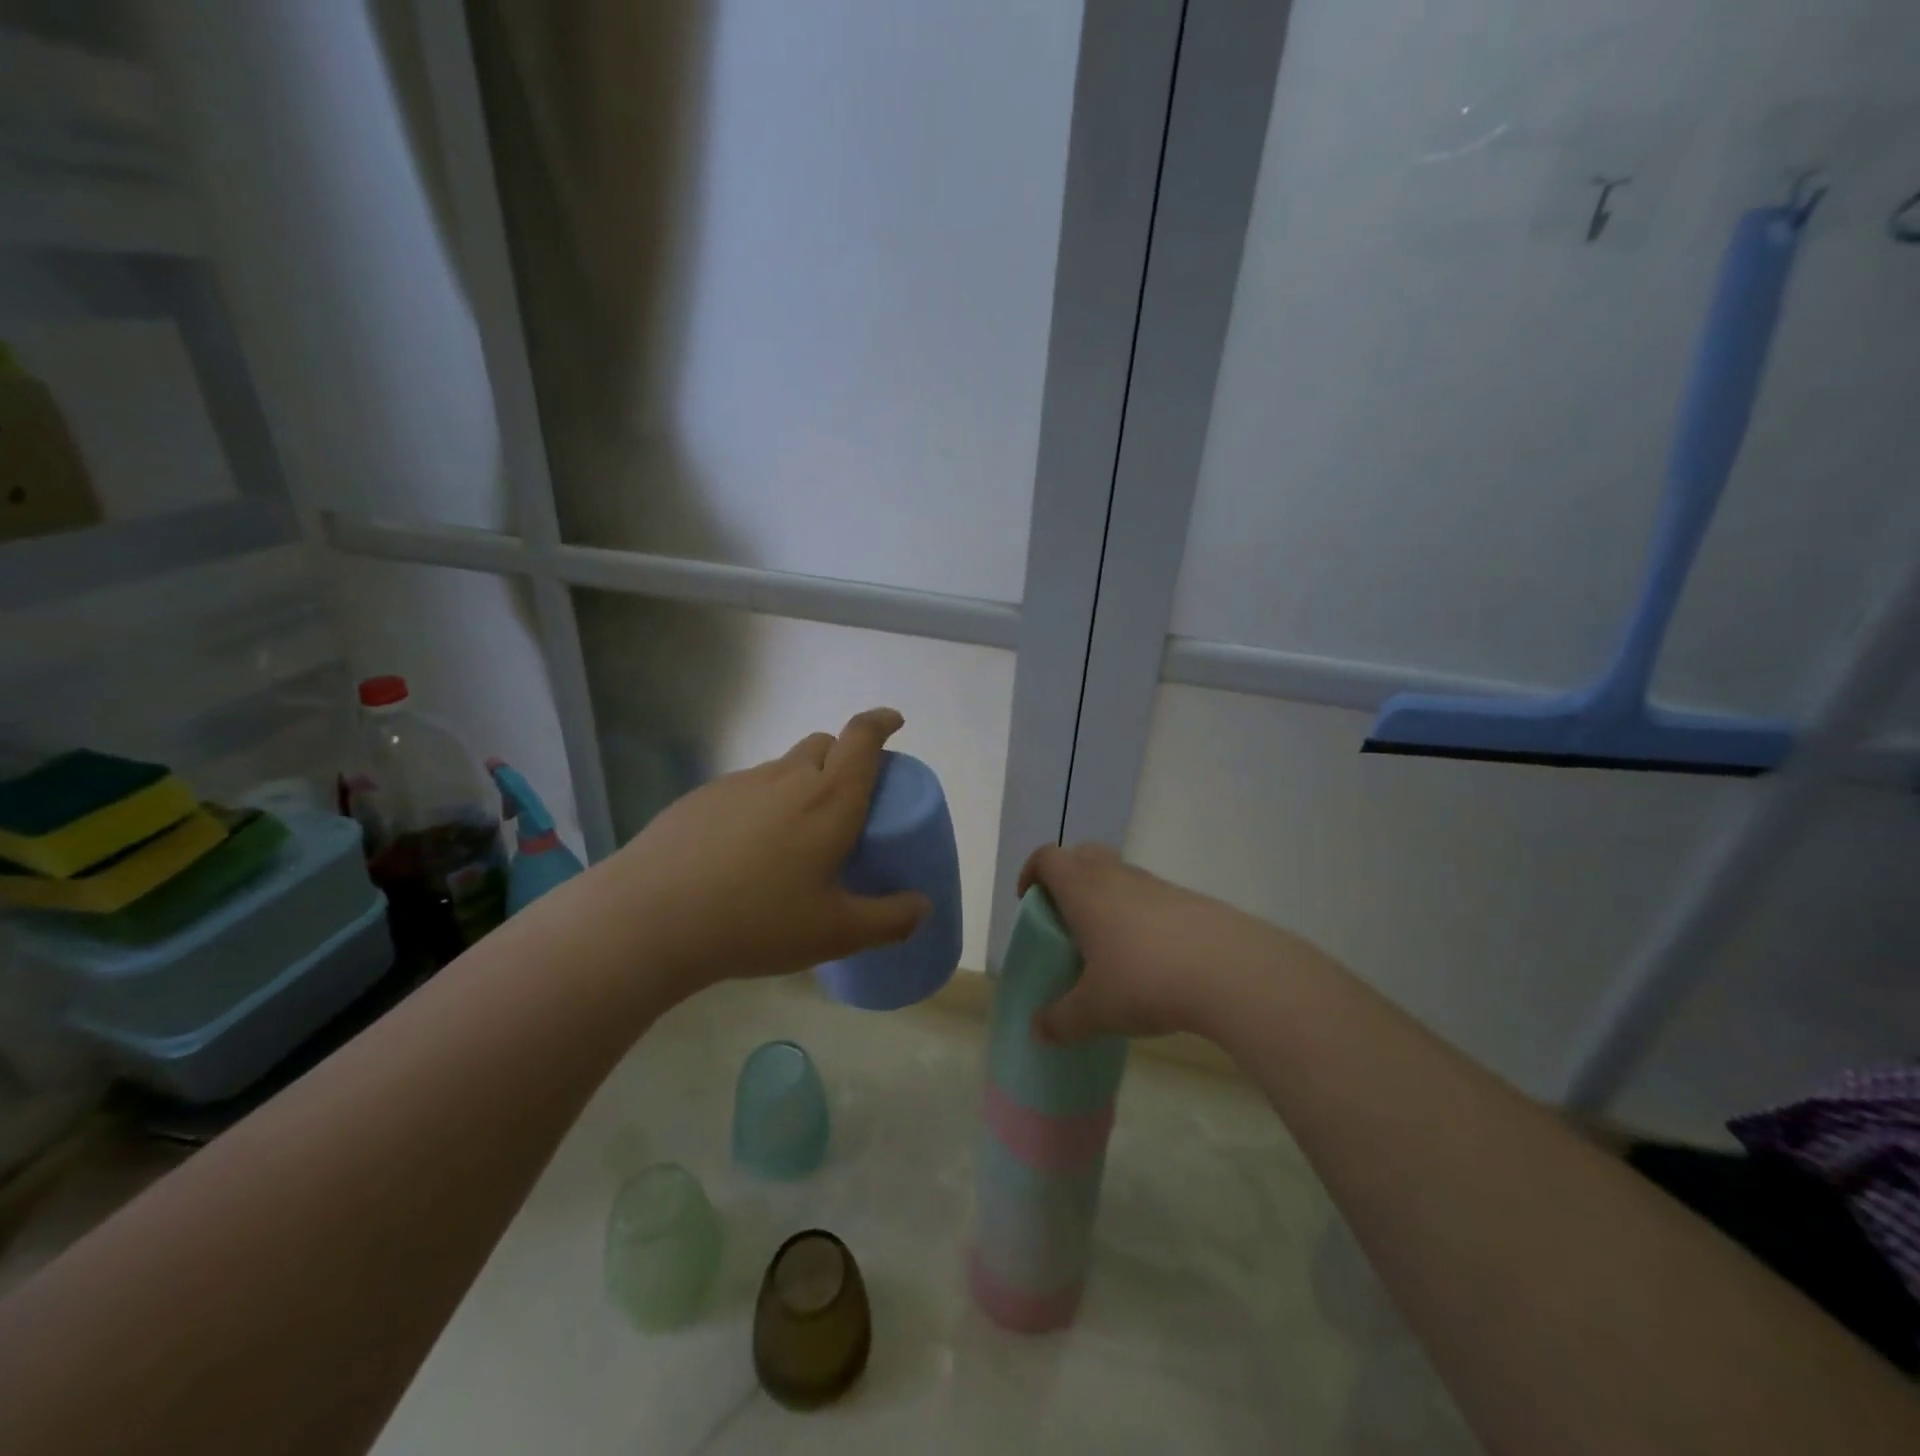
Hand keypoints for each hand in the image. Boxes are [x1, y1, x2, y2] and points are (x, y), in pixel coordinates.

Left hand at [609, 708, 929, 992]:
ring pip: (784, 767)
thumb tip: (923, 906)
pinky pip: (747, 787)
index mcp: (829, 799)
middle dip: (844, 757)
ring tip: (795, 836)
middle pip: (824, 745)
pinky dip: (762, 802)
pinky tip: (745, 851)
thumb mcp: (836, 932)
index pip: (862, 738)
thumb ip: (889, 920)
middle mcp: (787, 778)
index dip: (880, 722)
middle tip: (848, 800)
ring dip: (802, 783)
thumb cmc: (758, 921)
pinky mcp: (701, 798)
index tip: (893, 721)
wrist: (650, 919)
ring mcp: (739, 784)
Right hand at [1019, 843, 1308, 1043]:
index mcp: (1084, 890)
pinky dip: (1141, 916)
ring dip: (1107, 898)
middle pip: (1084, 854)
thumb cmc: (1145, 980)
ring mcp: (1158, 886)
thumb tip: (1038, 1031)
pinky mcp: (1190, 901)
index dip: (1032, 872)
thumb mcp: (1095, 1011)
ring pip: (1121, 876)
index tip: (1029, 900)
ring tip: (1109, 945)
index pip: (1048, 858)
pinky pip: (1153, 897)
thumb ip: (1061, 1021)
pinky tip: (1151, 958)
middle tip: (1066, 916)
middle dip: (1069, 877)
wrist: (1231, 971)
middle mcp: (1117, 877)